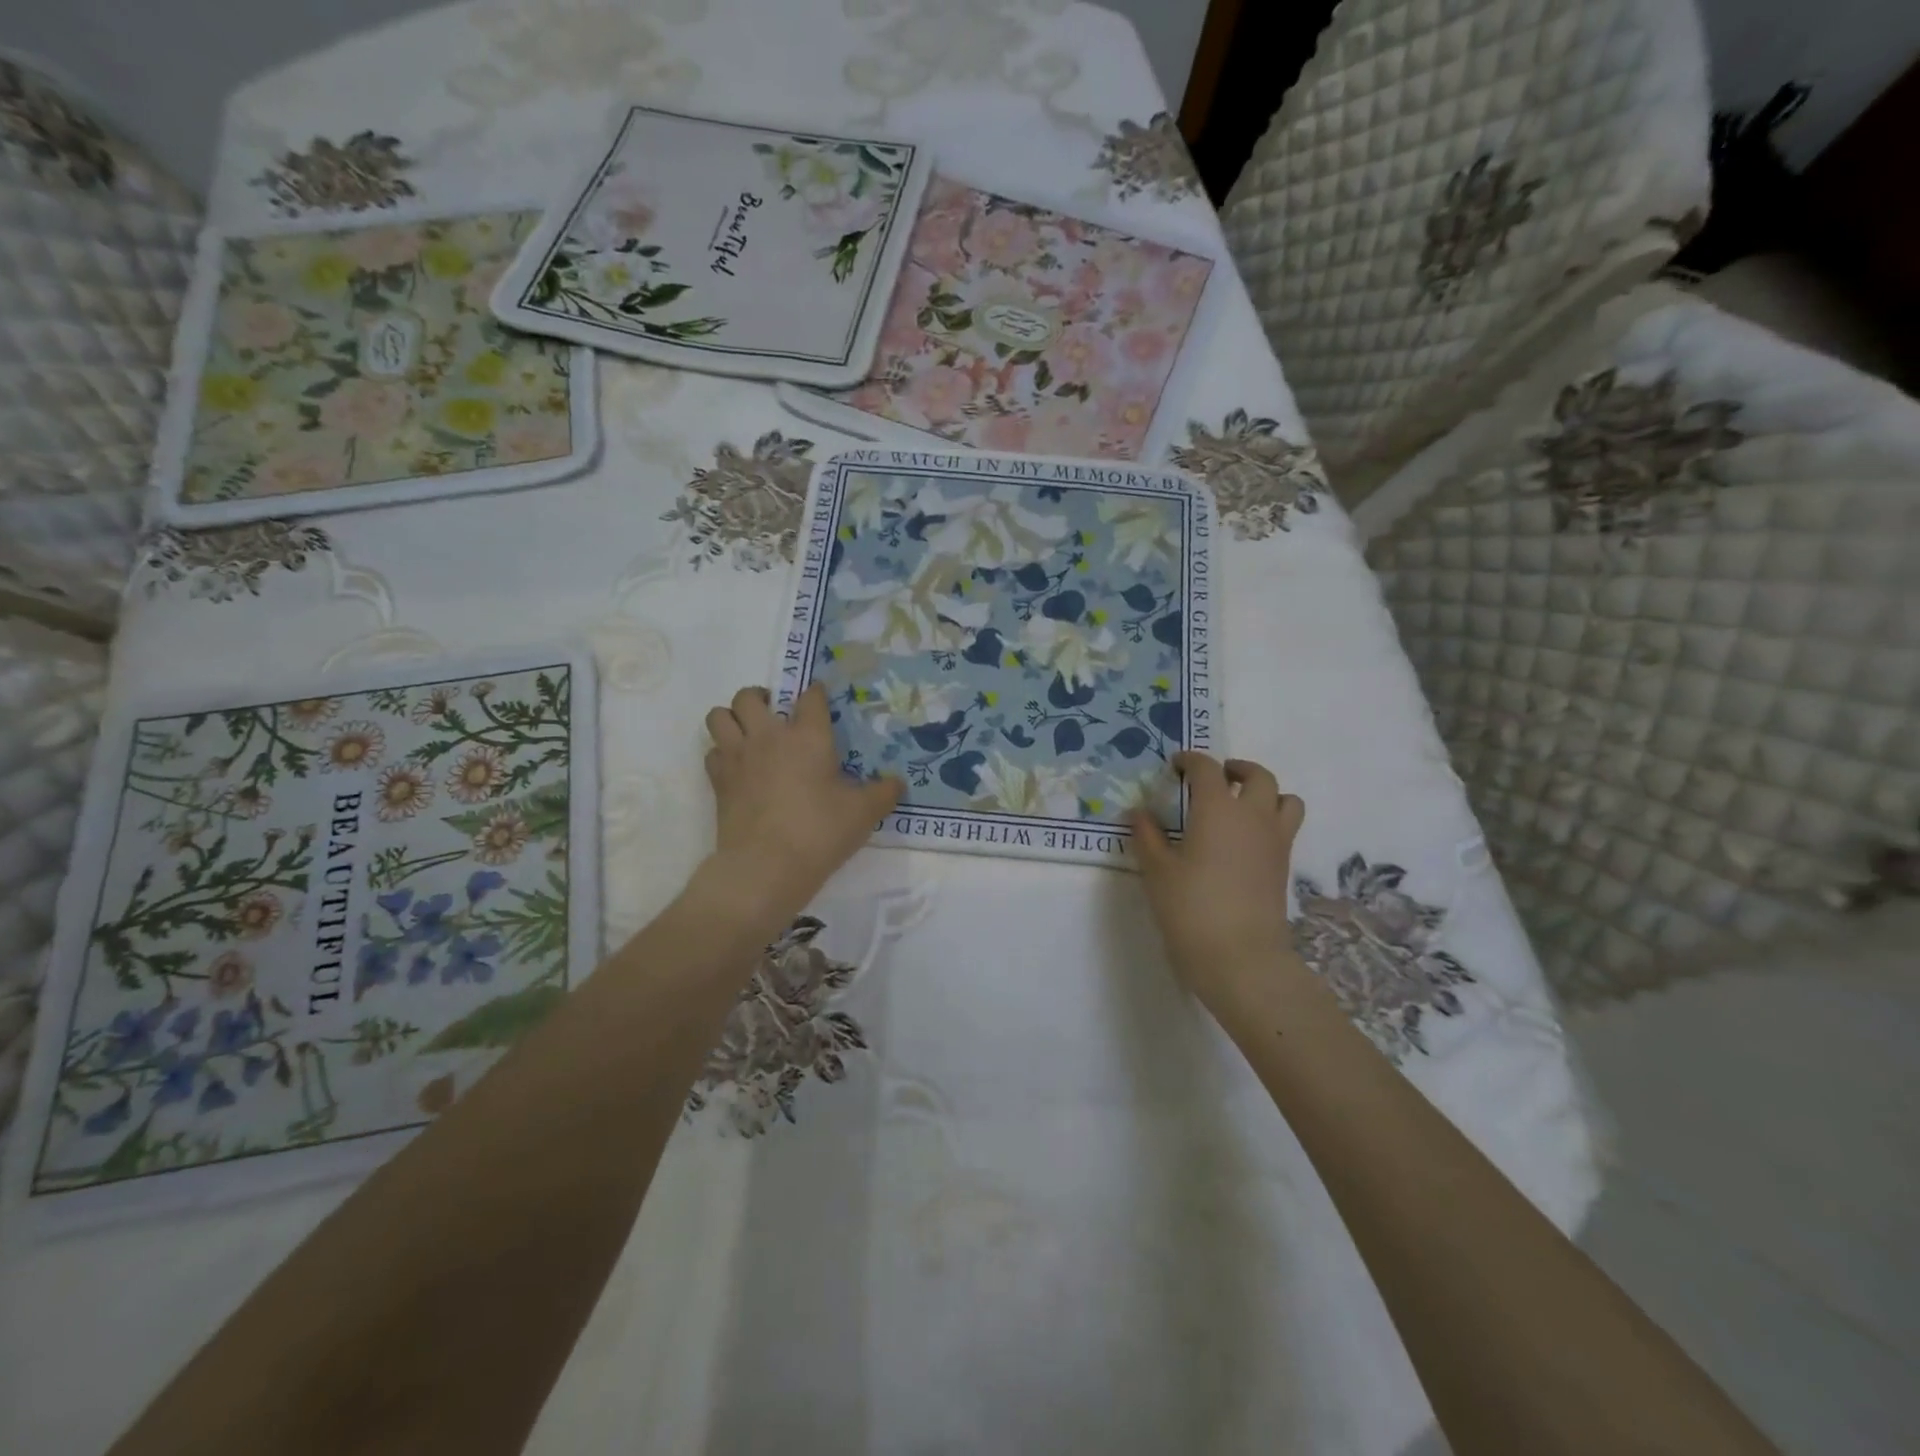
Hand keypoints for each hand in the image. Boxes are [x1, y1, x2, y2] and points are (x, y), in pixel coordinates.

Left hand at [701, 684, 901, 930]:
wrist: (766, 866)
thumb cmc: (819, 832)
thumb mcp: (864, 813)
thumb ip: (884, 793)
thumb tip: (898, 782)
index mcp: (808, 736)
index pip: (810, 697)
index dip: (816, 693)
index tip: (820, 698)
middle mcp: (768, 737)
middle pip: (749, 696)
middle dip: (760, 698)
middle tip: (774, 714)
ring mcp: (738, 757)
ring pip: (719, 716)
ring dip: (732, 718)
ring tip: (748, 732)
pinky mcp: (718, 781)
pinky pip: (712, 752)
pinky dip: (722, 752)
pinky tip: (738, 767)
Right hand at [1131, 753, 1304, 1010]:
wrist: (1241, 958)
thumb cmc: (1191, 908)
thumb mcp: (1157, 871)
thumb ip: (1147, 836)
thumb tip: (1138, 812)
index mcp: (1217, 809)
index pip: (1207, 769)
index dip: (1191, 760)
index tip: (1175, 765)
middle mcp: (1252, 816)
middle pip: (1257, 775)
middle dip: (1235, 769)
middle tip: (1214, 778)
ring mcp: (1274, 841)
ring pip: (1284, 799)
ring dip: (1264, 792)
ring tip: (1240, 804)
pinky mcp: (1283, 866)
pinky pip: (1285, 826)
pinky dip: (1269, 819)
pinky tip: (1244, 840)